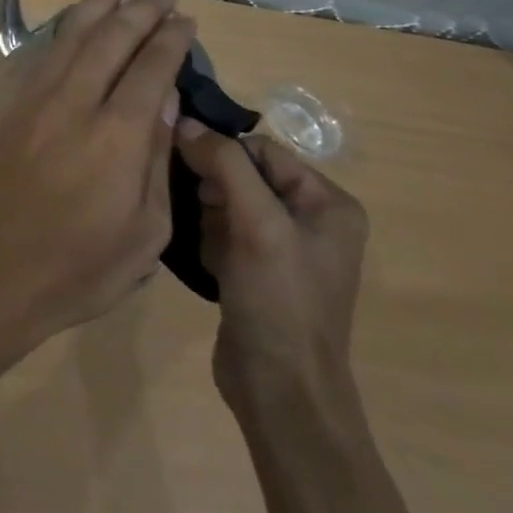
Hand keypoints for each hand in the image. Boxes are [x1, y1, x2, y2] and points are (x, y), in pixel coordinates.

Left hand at [0, 0, 198, 344]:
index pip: (150, 68)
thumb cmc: (82, 265)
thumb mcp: (146, 229)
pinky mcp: (8, 105)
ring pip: (71, 36)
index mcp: (118, 134)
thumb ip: (157, 157)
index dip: (170, 40)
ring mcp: (35, 99)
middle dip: (140, 10)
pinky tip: (73, 20)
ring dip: (97, 3)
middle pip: (111, 39)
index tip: (185, 20)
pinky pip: (39, 54)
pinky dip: (62, 30)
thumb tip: (164, 99)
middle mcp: (75, 102)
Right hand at [174, 126, 367, 413]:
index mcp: (328, 203)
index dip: (222, 154)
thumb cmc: (279, 300)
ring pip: (227, 202)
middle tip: (204, 215)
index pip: (262, 150)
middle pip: (243, 174)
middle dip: (213, 189)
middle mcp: (311, 220)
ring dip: (207, 215)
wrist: (280, 390)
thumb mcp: (256, 224)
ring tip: (207, 244)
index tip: (190, 172)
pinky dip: (207, 239)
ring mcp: (284, 248)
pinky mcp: (258, 271)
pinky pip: (223, 232)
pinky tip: (206, 262)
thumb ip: (223, 165)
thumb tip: (184, 121)